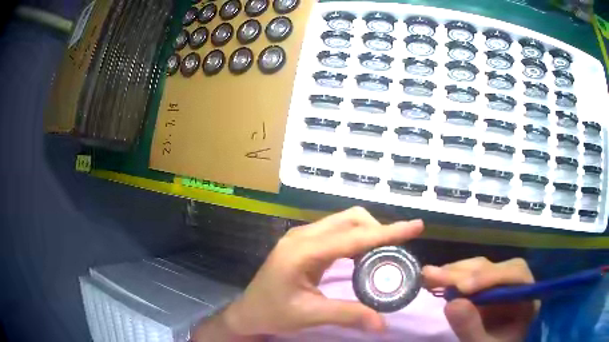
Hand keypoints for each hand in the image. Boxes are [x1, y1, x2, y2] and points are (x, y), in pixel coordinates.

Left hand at [222, 207, 423, 336]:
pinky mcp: (304, 243)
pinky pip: (337, 232)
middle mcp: (303, 236)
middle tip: (397, 251)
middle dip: (378, 230)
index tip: (415, 226)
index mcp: (302, 251)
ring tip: (385, 254)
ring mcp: (302, 237)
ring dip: (368, 233)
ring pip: (344, 222)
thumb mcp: (310, 315)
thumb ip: (348, 315)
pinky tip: (364, 256)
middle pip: (350, 219)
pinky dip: (356, 239)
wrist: (249, 311)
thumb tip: (383, 324)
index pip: (353, 237)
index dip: (387, 232)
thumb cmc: (273, 312)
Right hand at [423, 257, 537, 341]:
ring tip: (430, 275)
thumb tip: (452, 303)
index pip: (516, 275)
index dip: (491, 276)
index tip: (463, 288)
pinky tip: (436, 278)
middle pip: (496, 268)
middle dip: (466, 272)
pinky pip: (470, 277)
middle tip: (435, 276)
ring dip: (455, 271)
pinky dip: (452, 278)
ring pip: (482, 268)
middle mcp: (516, 286)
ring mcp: (500, 287)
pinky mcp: (485, 290)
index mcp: (527, 299)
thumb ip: (472, 328)